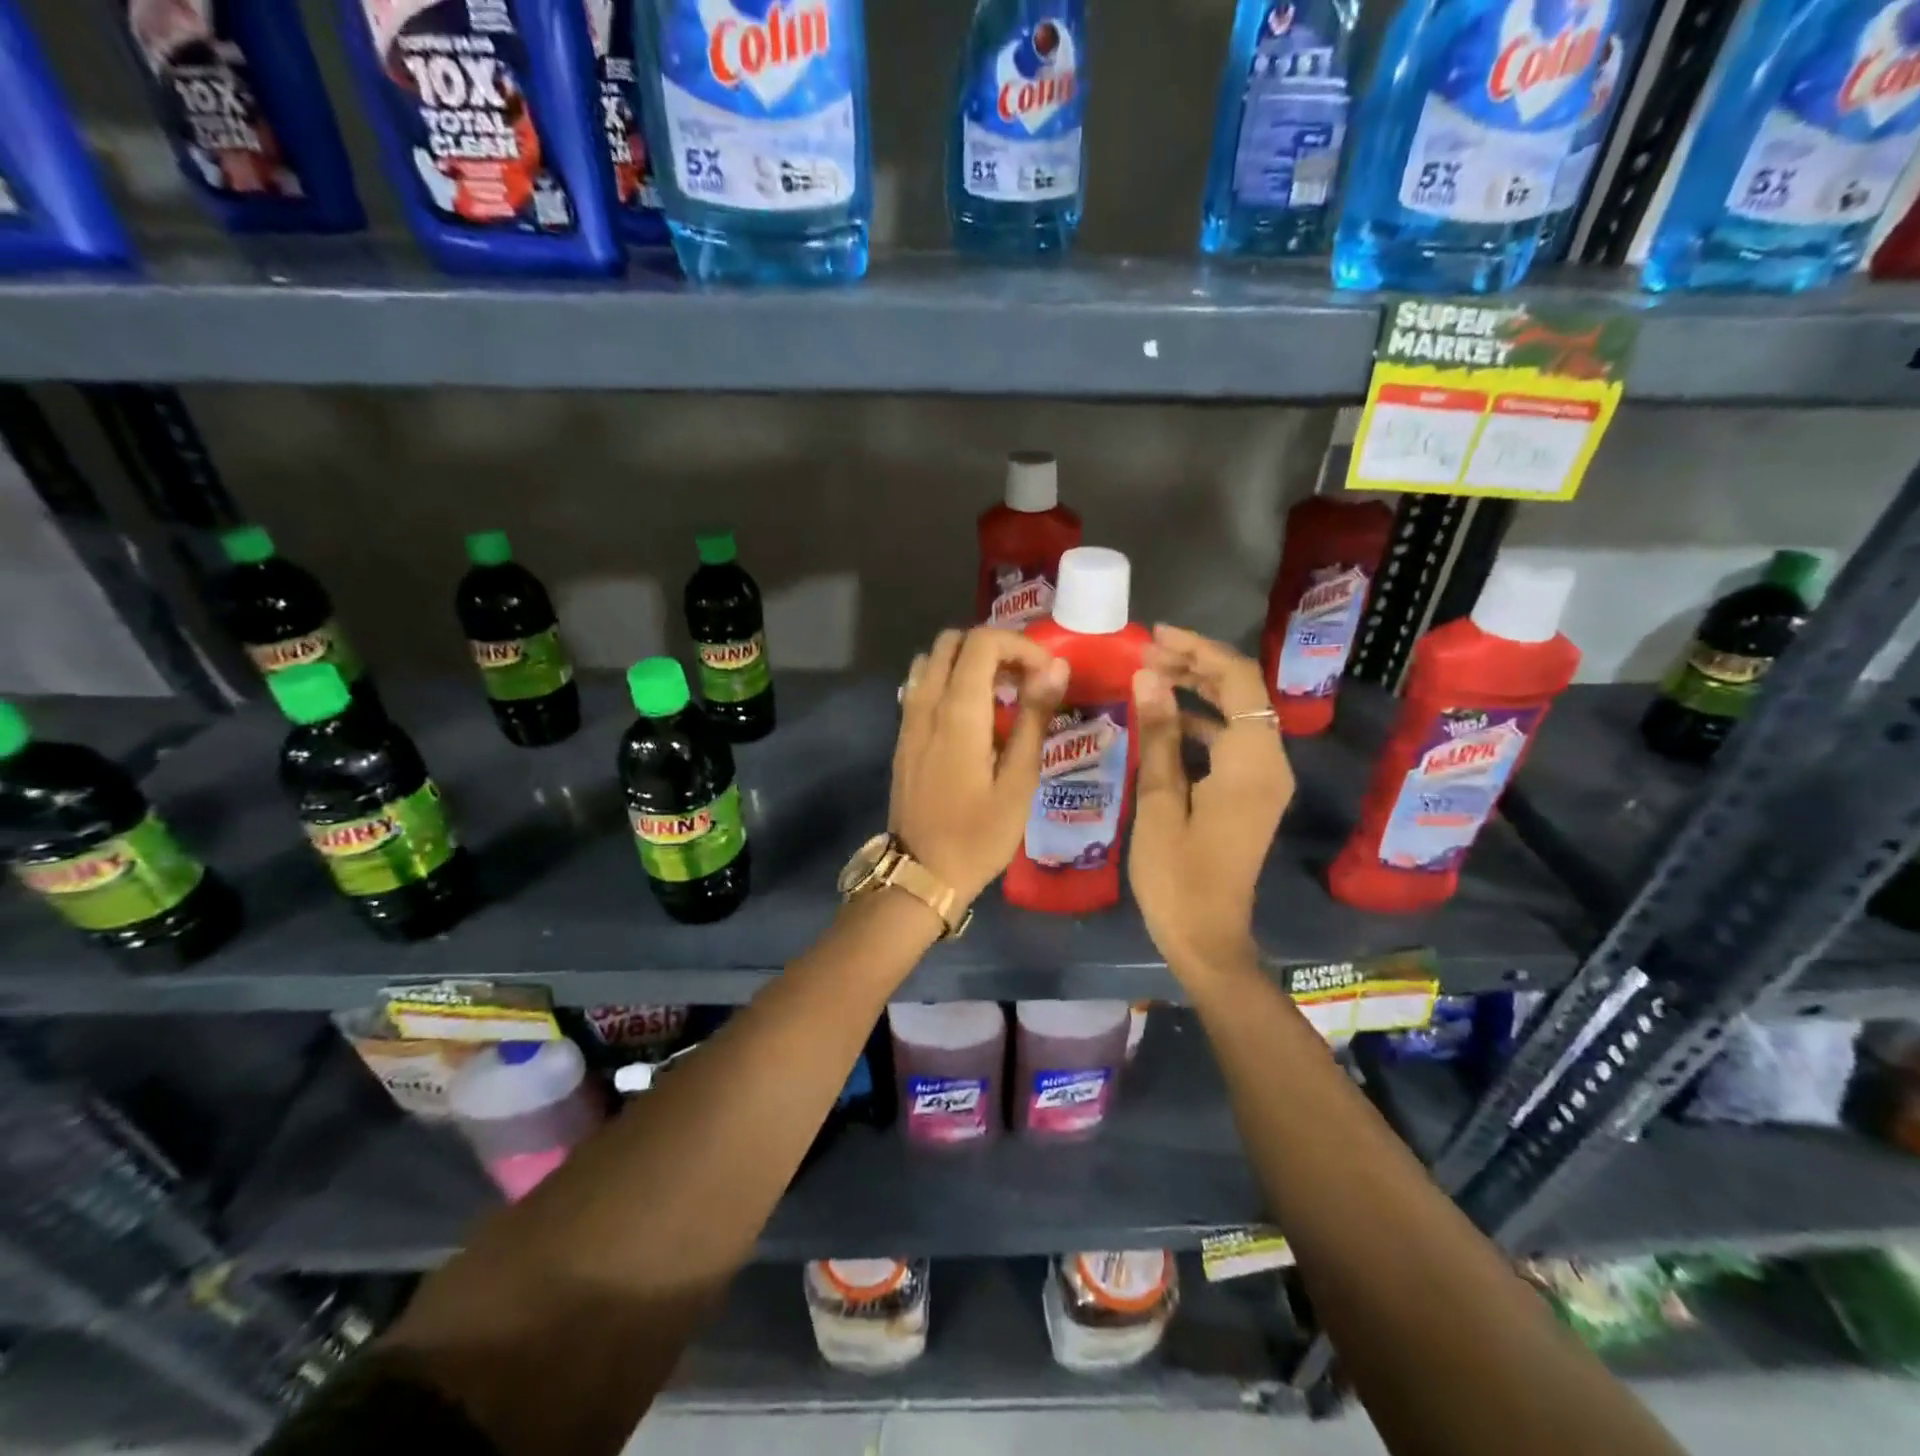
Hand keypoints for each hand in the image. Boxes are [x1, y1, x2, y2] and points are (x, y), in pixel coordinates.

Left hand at [890, 627, 1070, 905]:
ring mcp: (908, 718)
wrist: (922, 872)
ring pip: (931, 659)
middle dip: (993, 648)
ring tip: (999, 693)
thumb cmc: (979, 834)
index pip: (983, 642)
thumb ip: (1034, 718)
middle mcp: (926, 703)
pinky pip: (920, 685)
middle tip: (1024, 679)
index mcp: (958, 711)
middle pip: (952, 641)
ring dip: (967, 662)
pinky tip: (971, 715)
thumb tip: (1055, 668)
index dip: (1020, 645)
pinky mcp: (902, 735)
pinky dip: (947, 680)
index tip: (1046, 674)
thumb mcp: (1019, 781)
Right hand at [1130, 626, 1294, 975]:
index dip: (1199, 650)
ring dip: (1198, 690)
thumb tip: (1150, 677)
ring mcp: (1263, 779)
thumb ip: (1159, 736)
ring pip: (1238, 714)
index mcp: (1252, 763)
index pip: (1238, 680)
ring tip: (1150, 676)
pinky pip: (1232, 741)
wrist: (1206, 937)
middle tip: (1146, 653)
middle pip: (1242, 692)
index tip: (1154, 636)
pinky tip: (1165, 718)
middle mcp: (1269, 763)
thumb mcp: (1159, 802)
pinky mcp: (1251, 793)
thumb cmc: (1176, 876)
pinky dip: (1202, 721)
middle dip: (1197, 665)